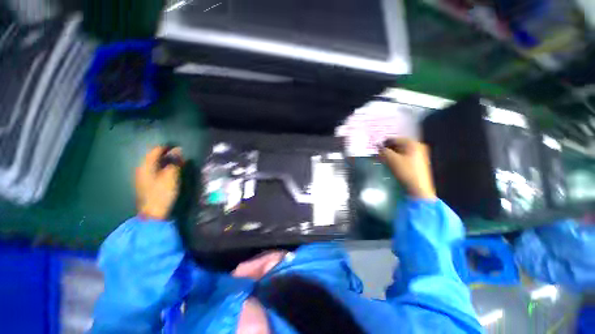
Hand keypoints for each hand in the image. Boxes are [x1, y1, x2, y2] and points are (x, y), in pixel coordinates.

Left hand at [135, 146, 182, 219]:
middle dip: (167, 155)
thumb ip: (175, 162)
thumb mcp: (171, 176)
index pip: (155, 150)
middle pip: (154, 157)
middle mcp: (141, 169)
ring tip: (178, 163)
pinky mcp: (146, 184)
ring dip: (166, 162)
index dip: (167, 148)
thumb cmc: (162, 193)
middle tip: (180, 156)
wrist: (153, 213)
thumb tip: (178, 150)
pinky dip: (163, 169)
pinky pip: (154, 171)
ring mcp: (142, 177)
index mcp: (146, 166)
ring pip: (154, 164)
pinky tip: (170, 172)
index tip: (179, 148)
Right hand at [379, 138, 435, 199]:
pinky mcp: (418, 163)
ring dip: (391, 154)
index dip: (384, 142)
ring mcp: (420, 155)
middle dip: (388, 148)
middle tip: (379, 153)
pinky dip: (397, 158)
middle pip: (399, 145)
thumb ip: (383, 151)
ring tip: (383, 158)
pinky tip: (391, 163)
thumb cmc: (406, 171)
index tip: (376, 146)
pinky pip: (405, 156)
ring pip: (401, 151)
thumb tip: (378, 147)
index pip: (395, 139)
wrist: (418, 188)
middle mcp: (418, 146)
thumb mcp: (392, 160)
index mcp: (413, 143)